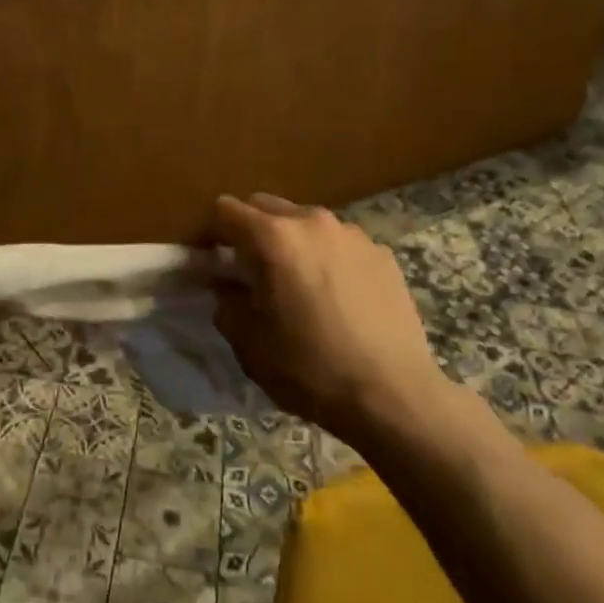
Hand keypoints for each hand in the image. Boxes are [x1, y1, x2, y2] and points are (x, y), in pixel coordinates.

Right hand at [210, 193, 447, 447]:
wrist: (394, 396)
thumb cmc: (311, 369)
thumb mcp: (250, 343)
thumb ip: (226, 303)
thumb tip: (225, 286)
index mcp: (273, 238)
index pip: (226, 210)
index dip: (210, 232)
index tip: (209, 259)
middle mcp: (312, 222)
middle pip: (266, 206)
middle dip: (250, 231)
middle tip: (249, 271)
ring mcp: (352, 234)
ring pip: (306, 223)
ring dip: (291, 242)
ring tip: (297, 283)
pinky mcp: (382, 253)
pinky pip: (340, 243)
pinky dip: (328, 258)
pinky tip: (337, 297)